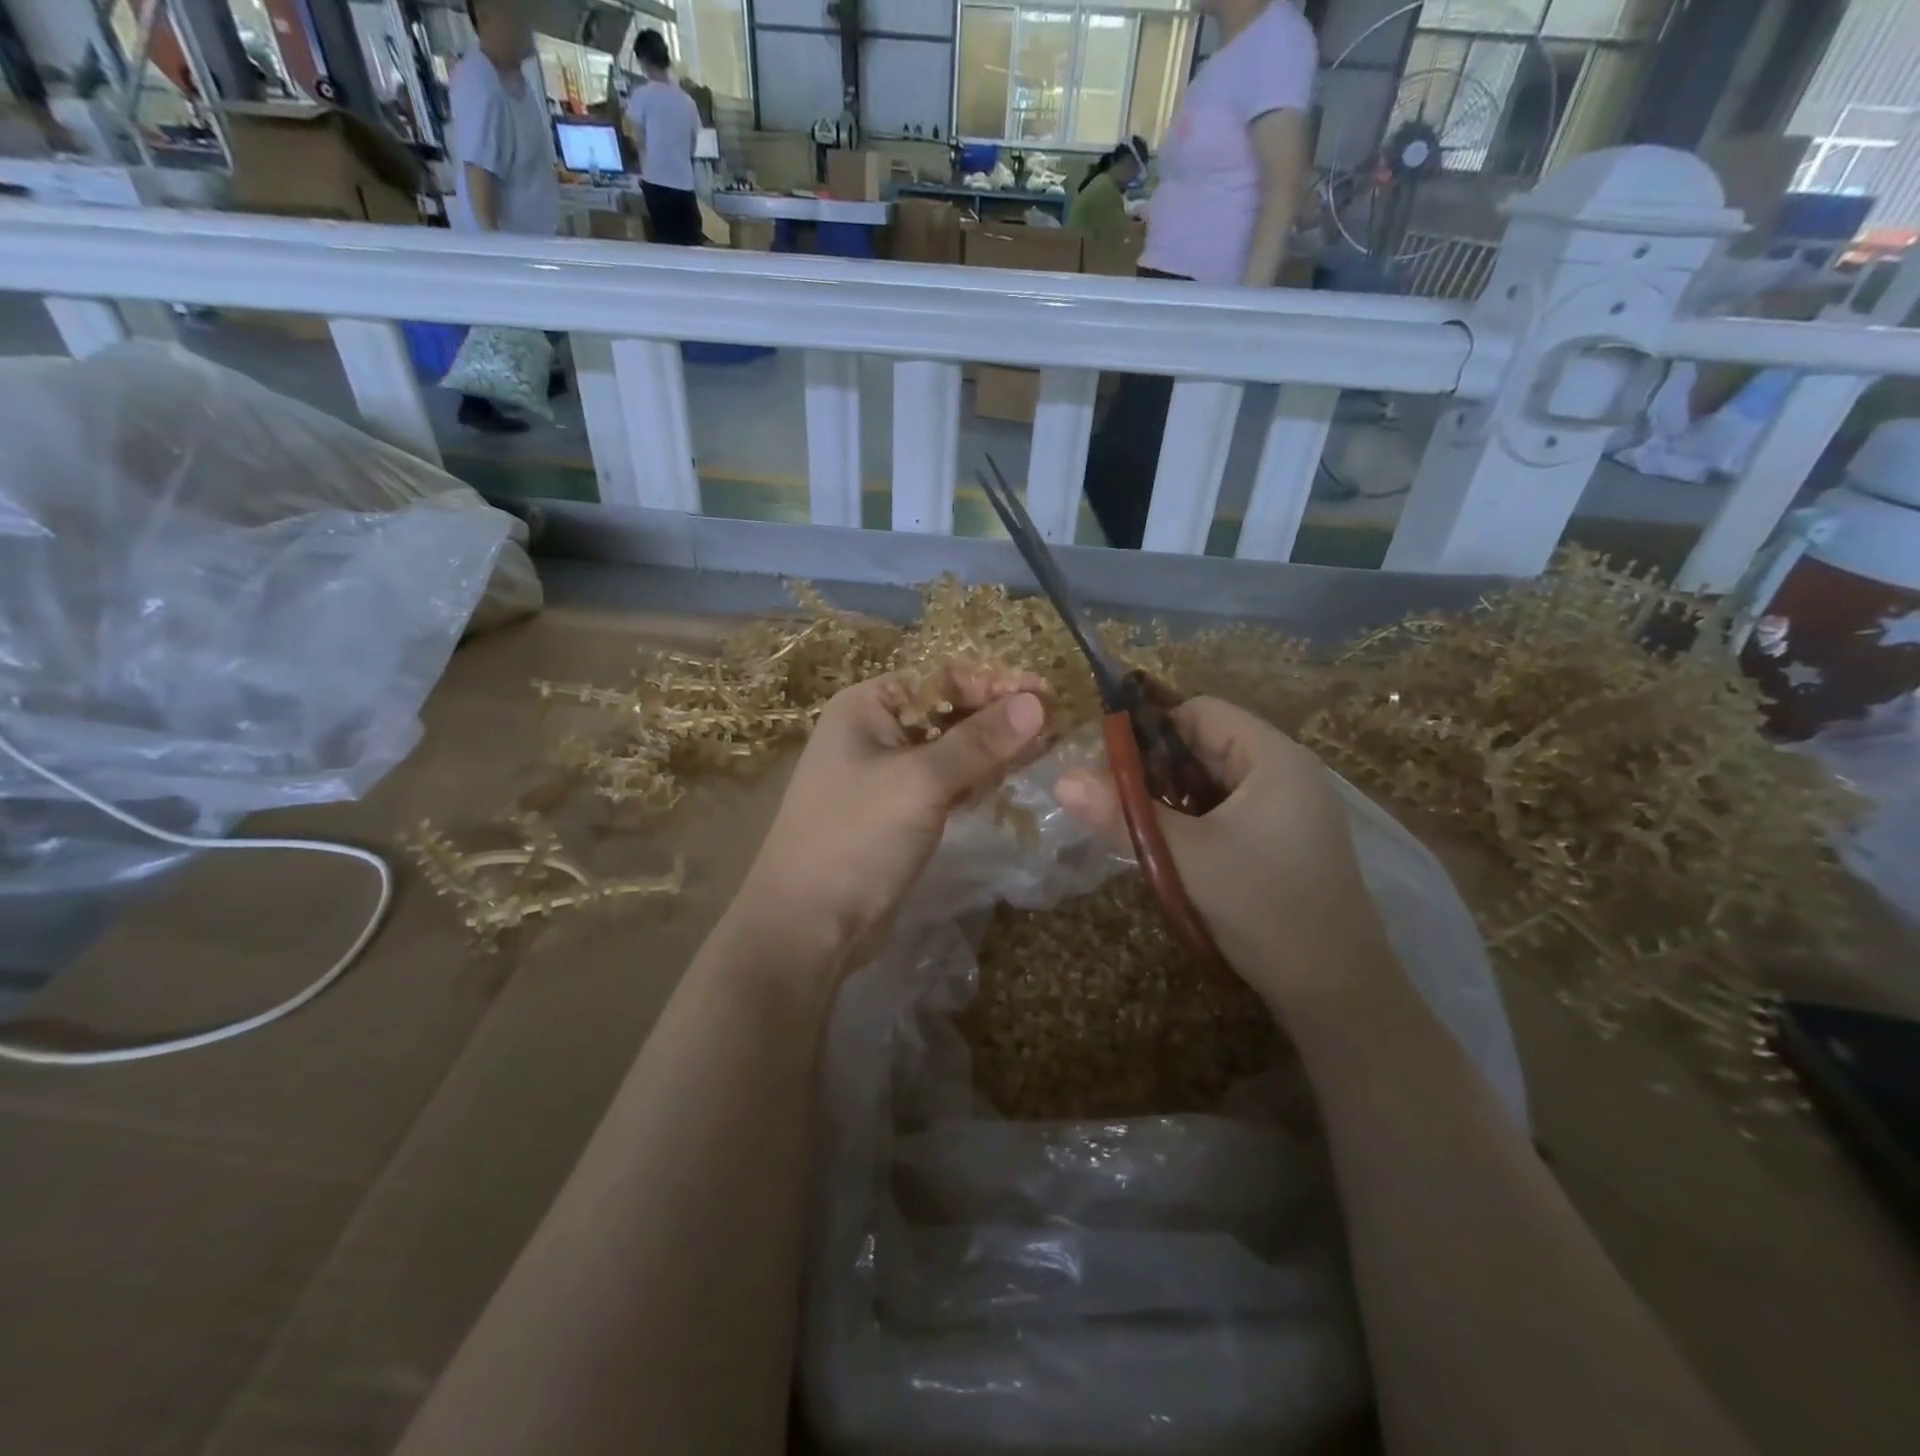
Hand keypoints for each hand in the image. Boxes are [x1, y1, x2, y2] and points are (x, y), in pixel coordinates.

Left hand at [733, 662, 1047, 973]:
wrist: (809, 925)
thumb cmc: (857, 838)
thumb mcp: (921, 782)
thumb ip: (980, 741)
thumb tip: (1037, 702)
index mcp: (869, 706)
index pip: (942, 678)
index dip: (996, 683)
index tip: (1047, 694)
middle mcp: (876, 731)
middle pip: (949, 710)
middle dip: (999, 716)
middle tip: (1056, 724)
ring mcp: (888, 773)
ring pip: (952, 748)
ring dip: (994, 748)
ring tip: (1046, 748)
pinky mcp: (900, 810)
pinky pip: (947, 781)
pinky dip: (977, 778)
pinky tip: (1010, 779)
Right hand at [1057, 697, 1398, 1016]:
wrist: (1336, 990)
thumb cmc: (1263, 909)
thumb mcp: (1184, 859)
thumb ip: (1123, 815)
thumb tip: (1061, 780)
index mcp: (1273, 758)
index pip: (1200, 711)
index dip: (1151, 731)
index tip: (1112, 768)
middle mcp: (1287, 770)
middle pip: (1208, 743)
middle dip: (1159, 770)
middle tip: (1120, 804)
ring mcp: (1292, 805)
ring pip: (1215, 779)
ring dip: (1175, 798)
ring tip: (1143, 828)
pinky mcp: (1288, 836)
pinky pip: (1231, 807)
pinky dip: (1198, 819)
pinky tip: (1177, 849)